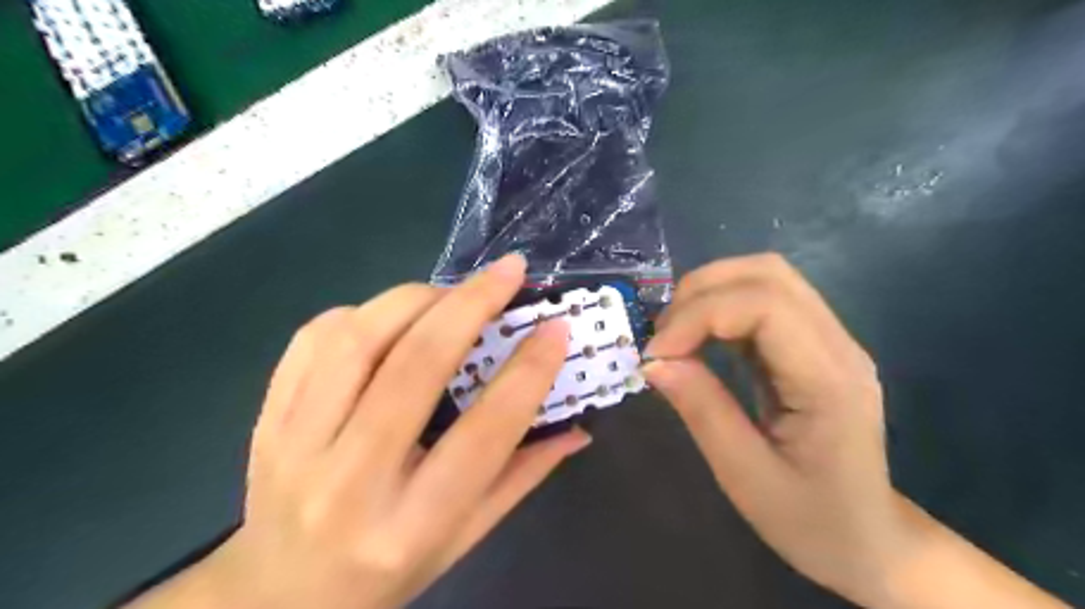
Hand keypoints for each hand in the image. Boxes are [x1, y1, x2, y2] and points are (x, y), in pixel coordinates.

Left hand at [126, 255, 593, 608]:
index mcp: (412, 525)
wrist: (278, 595)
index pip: (484, 433)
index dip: (528, 373)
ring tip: (451, 293)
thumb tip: (577, 427)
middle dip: (471, 305)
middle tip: (508, 271)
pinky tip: (391, 318)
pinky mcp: (268, 420)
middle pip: (415, 367)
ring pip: (358, 340)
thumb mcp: (465, 539)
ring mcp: (296, 446)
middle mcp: (350, 482)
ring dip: (416, 299)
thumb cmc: (387, 572)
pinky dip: (362, 313)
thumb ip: (522, 476)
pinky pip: (312, 341)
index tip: (555, 329)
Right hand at [647, 252, 1066, 607]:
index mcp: (830, 379)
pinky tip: (699, 341)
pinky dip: (719, 309)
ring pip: (765, 278)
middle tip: (663, 338)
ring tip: (675, 337)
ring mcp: (828, 340)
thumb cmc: (811, 521)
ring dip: (709, 294)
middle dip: (701, 292)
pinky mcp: (811, 345)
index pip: (765, 304)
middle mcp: (837, 344)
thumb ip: (701, 410)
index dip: (700, 315)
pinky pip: (762, 302)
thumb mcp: (745, 476)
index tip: (657, 353)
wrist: (869, 541)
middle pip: (767, 273)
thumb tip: (654, 361)